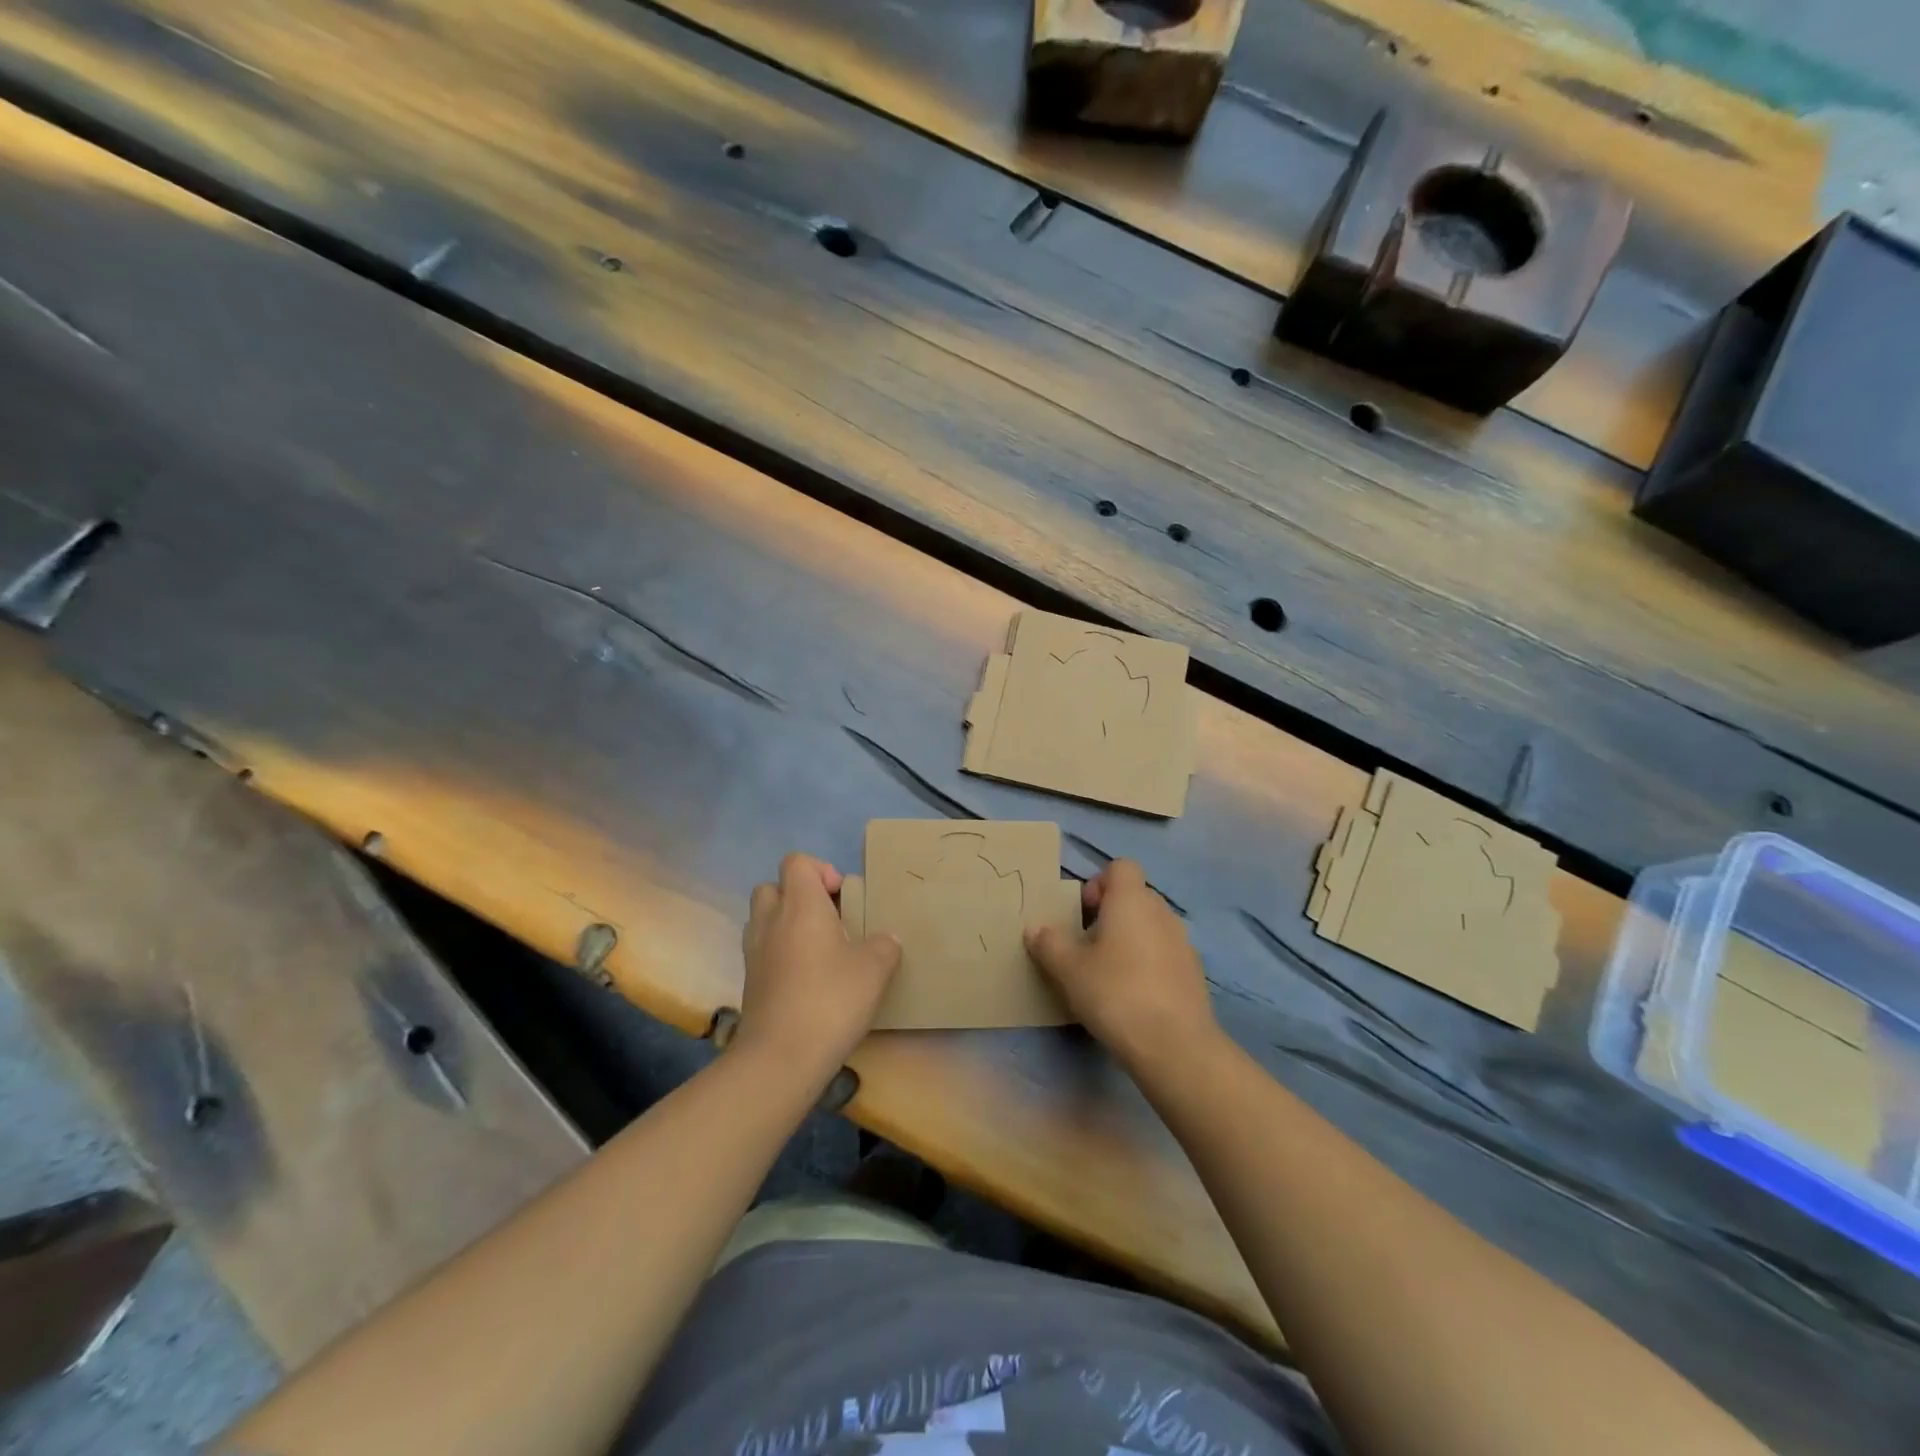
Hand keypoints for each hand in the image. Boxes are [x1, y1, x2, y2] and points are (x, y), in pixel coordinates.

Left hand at [737, 853, 900, 1088]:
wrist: (781, 1057)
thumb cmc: (830, 999)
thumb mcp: (875, 968)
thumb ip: (884, 945)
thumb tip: (886, 939)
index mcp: (800, 905)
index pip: (797, 862)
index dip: (821, 870)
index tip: (843, 897)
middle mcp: (770, 920)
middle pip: (773, 887)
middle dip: (800, 896)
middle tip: (830, 920)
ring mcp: (754, 952)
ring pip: (764, 919)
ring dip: (787, 924)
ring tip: (820, 949)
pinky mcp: (750, 982)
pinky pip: (763, 950)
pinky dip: (781, 953)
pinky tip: (808, 978)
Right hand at [1026, 859, 1218, 1074]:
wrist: (1174, 1045)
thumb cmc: (1115, 993)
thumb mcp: (1068, 969)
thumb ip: (1049, 943)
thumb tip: (1035, 928)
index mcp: (1131, 900)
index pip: (1120, 867)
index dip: (1099, 883)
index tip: (1083, 913)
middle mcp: (1161, 912)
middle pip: (1134, 896)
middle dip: (1111, 914)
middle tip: (1088, 946)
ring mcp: (1183, 942)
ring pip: (1151, 926)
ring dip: (1130, 939)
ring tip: (1109, 974)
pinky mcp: (1194, 972)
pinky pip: (1165, 953)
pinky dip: (1149, 964)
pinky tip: (1134, 996)